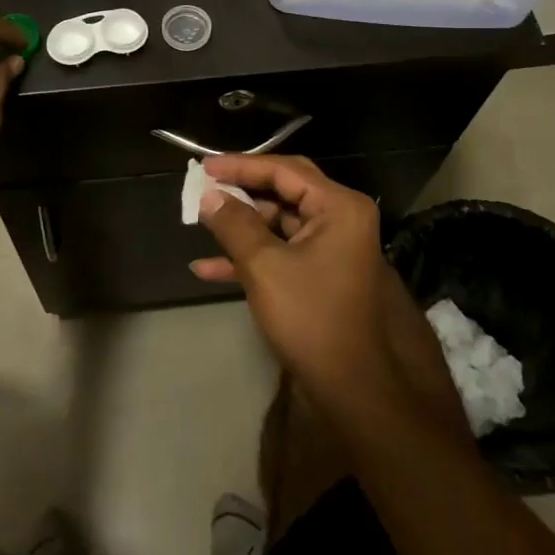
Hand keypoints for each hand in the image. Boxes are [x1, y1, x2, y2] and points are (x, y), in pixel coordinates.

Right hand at [192, 155, 464, 434]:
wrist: (353, 387)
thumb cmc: (311, 318)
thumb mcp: (264, 267)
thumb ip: (234, 224)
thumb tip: (208, 195)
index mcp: (338, 207)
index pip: (284, 170)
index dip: (241, 166)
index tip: (204, 166)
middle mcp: (341, 218)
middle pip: (283, 190)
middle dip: (241, 190)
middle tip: (204, 185)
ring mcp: (333, 246)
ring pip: (279, 222)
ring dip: (241, 225)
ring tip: (200, 223)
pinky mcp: (322, 272)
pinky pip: (283, 250)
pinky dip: (251, 255)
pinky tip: (209, 268)